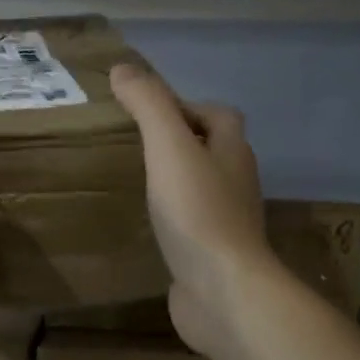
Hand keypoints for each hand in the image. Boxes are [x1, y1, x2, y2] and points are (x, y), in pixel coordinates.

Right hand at [109, 63, 274, 359]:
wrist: (223, 292)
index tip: (147, 112)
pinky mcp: (213, 255)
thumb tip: (124, 67)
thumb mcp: (168, 147)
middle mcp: (236, 183)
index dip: (187, 106)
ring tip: (136, 179)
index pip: (218, 115)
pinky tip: (145, 224)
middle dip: (180, 142)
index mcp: (232, 152)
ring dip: (176, 180)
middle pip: (212, 150)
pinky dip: (172, 218)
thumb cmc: (198, 212)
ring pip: (202, 189)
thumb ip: (148, 105)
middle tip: (135, 144)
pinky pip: (191, 225)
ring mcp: (227, 222)